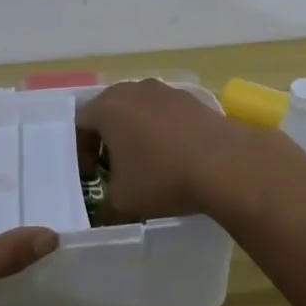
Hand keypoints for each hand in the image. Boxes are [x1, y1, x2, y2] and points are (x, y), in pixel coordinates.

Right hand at [76, 78, 283, 221]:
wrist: (225, 164)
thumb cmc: (162, 178)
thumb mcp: (123, 203)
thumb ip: (103, 208)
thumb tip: (101, 215)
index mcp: (108, 108)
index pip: (80, 124)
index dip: (80, 152)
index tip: (90, 177)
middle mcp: (134, 90)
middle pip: (109, 111)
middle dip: (107, 139)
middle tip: (111, 168)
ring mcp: (166, 91)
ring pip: (139, 110)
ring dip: (135, 133)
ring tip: (144, 163)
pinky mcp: (192, 99)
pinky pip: (165, 113)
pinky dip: (161, 131)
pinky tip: (173, 156)